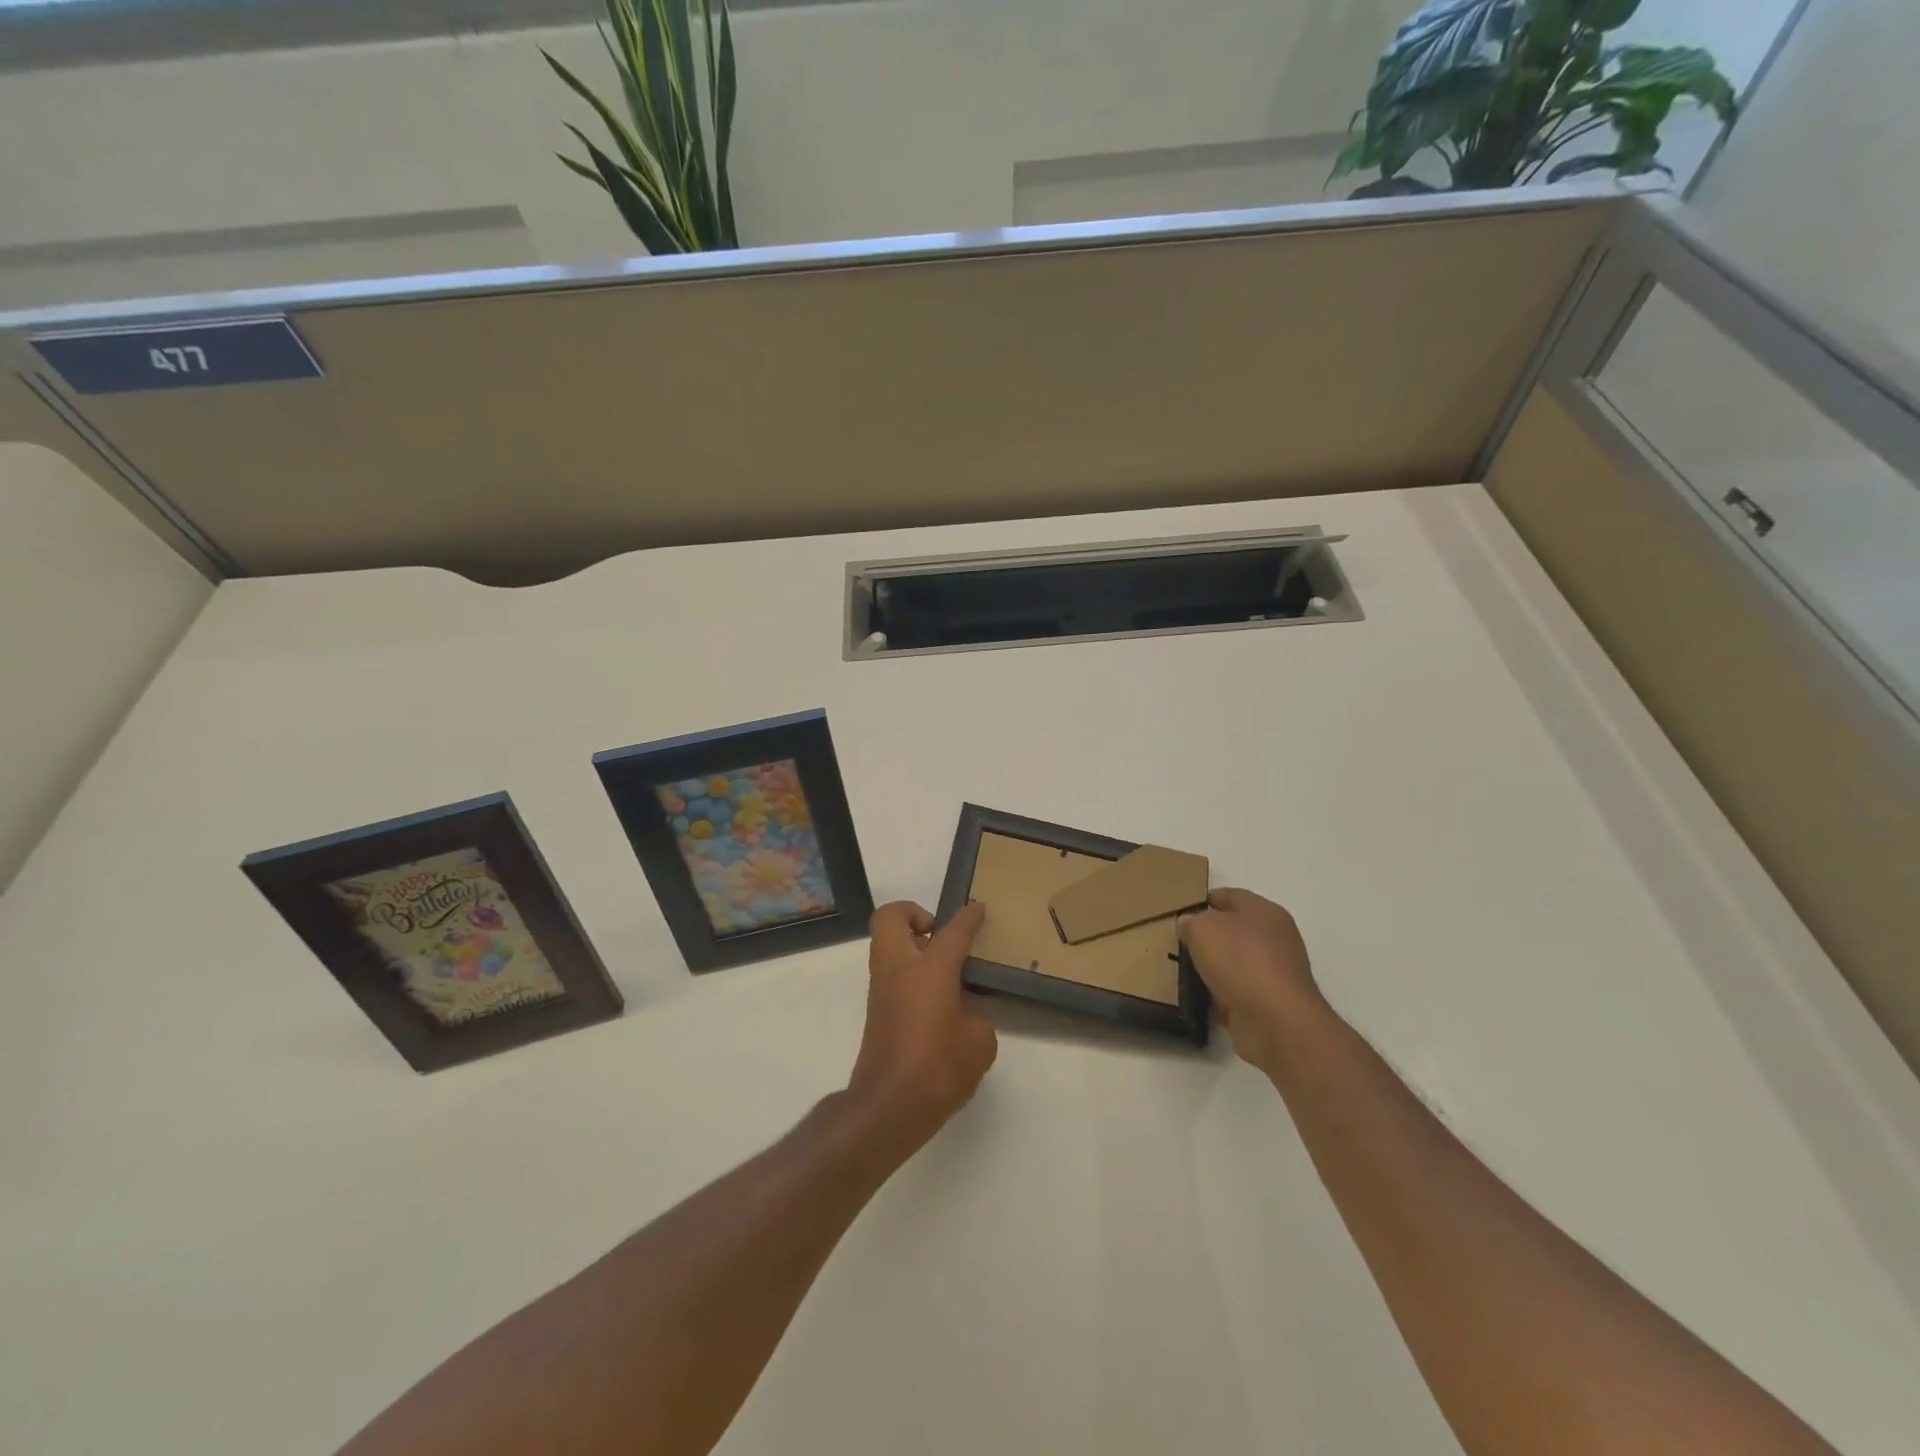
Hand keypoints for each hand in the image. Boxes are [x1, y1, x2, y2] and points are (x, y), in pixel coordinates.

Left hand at [846, 901, 995, 1150]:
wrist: (887, 1108)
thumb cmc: (938, 1068)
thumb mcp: (979, 1042)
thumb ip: (976, 1016)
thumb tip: (963, 1011)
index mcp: (930, 969)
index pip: (953, 931)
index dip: (968, 917)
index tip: (978, 908)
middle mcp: (899, 969)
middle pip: (891, 917)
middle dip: (914, 914)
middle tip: (940, 935)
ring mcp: (882, 989)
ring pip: (886, 944)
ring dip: (910, 945)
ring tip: (944, 970)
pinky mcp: (876, 1011)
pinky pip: (890, 973)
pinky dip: (909, 973)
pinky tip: (936, 1000)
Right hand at [1178, 889, 1328, 1074]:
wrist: (1275, 1021)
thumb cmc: (1240, 961)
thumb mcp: (1202, 928)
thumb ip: (1191, 921)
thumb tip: (1189, 924)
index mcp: (1263, 911)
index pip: (1228, 896)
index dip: (1202, 902)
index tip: (1178, 913)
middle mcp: (1275, 938)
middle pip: (1233, 930)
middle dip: (1207, 936)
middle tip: (1179, 943)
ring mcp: (1275, 972)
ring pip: (1235, 962)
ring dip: (1214, 967)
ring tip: (1185, 971)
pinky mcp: (1271, 1003)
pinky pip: (1238, 991)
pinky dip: (1221, 994)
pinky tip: (1202, 998)